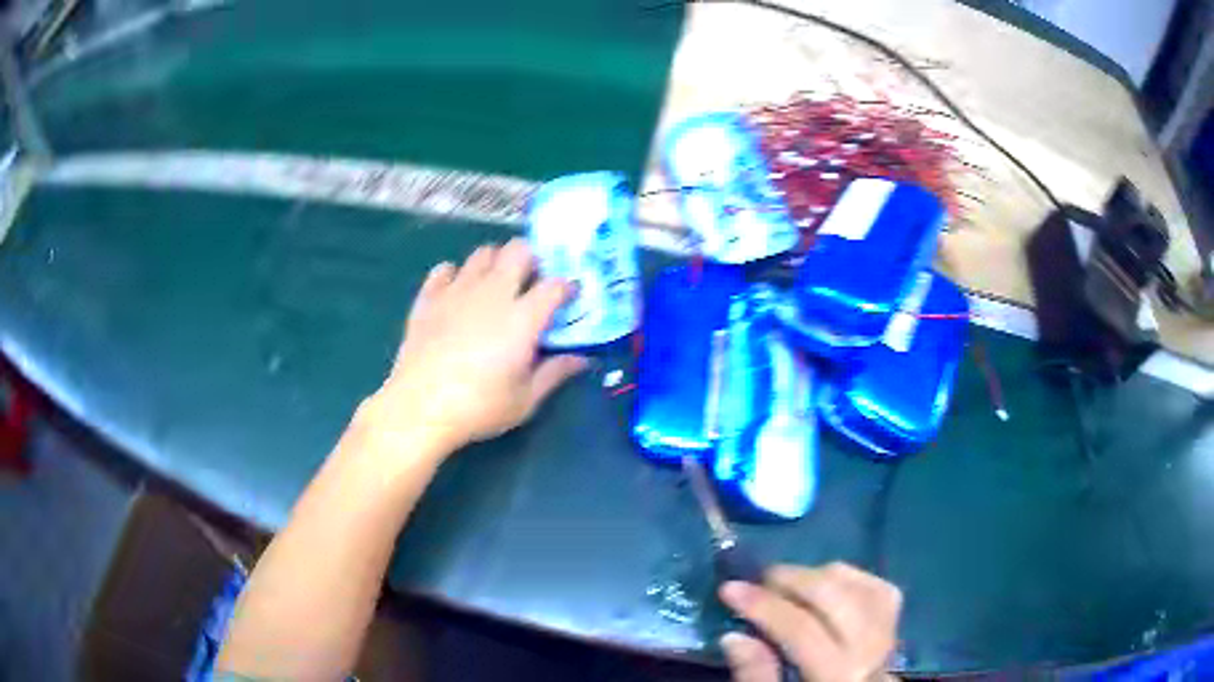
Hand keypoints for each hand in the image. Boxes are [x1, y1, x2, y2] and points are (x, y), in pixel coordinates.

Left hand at [358, 239, 587, 456]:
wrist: (420, 408)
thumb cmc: (479, 407)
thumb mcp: (525, 400)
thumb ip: (555, 373)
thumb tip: (581, 360)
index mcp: (523, 317)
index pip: (555, 285)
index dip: (567, 287)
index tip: (568, 298)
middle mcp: (493, 293)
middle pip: (518, 250)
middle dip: (531, 260)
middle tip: (530, 284)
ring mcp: (457, 291)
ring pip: (483, 253)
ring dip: (495, 263)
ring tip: (495, 286)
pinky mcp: (429, 298)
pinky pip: (444, 269)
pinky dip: (455, 275)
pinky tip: (457, 294)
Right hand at [719, 562, 901, 681]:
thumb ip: (756, 676)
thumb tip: (733, 636)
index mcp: (839, 676)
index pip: (802, 629)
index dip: (763, 605)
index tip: (729, 588)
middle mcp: (871, 650)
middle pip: (834, 597)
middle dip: (792, 579)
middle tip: (758, 581)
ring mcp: (890, 634)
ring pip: (860, 585)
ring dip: (820, 576)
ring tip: (789, 584)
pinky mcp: (897, 626)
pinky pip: (879, 588)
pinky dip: (850, 579)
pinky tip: (826, 585)